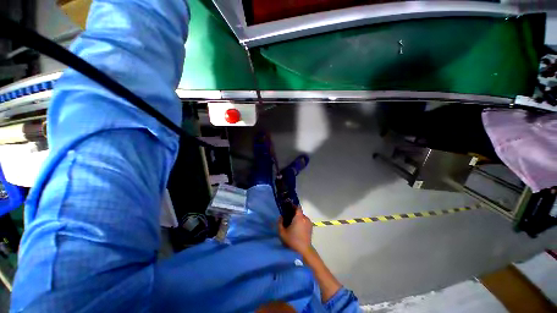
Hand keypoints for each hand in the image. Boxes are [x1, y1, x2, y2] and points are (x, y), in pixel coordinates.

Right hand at [278, 208, 312, 255]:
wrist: (303, 252)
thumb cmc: (292, 241)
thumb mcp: (282, 232)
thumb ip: (280, 222)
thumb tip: (281, 216)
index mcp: (299, 217)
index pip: (297, 207)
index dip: (293, 206)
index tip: (288, 208)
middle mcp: (305, 218)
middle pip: (299, 213)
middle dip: (294, 214)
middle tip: (288, 218)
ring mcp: (309, 223)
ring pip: (302, 218)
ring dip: (298, 219)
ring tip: (292, 225)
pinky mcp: (311, 228)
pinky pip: (305, 222)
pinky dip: (301, 223)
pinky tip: (297, 229)